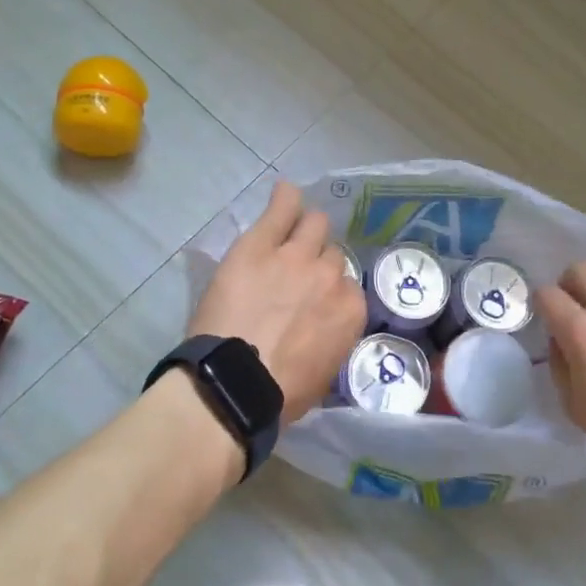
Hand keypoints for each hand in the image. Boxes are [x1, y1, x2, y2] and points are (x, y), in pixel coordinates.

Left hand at [189, 182, 366, 422]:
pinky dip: (284, 199)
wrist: (234, 383)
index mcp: (350, 310)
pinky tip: (284, 193)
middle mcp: (329, 276)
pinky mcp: (260, 244)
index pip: (346, 285)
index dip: (327, 290)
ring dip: (305, 229)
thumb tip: (324, 326)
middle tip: (296, 273)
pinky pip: (282, 207)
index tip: (312, 300)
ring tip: (289, 232)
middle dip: (317, 260)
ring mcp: (295, 255)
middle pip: (332, 253)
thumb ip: (333, 337)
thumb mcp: (323, 371)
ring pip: (314, 224)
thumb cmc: (279, 393)